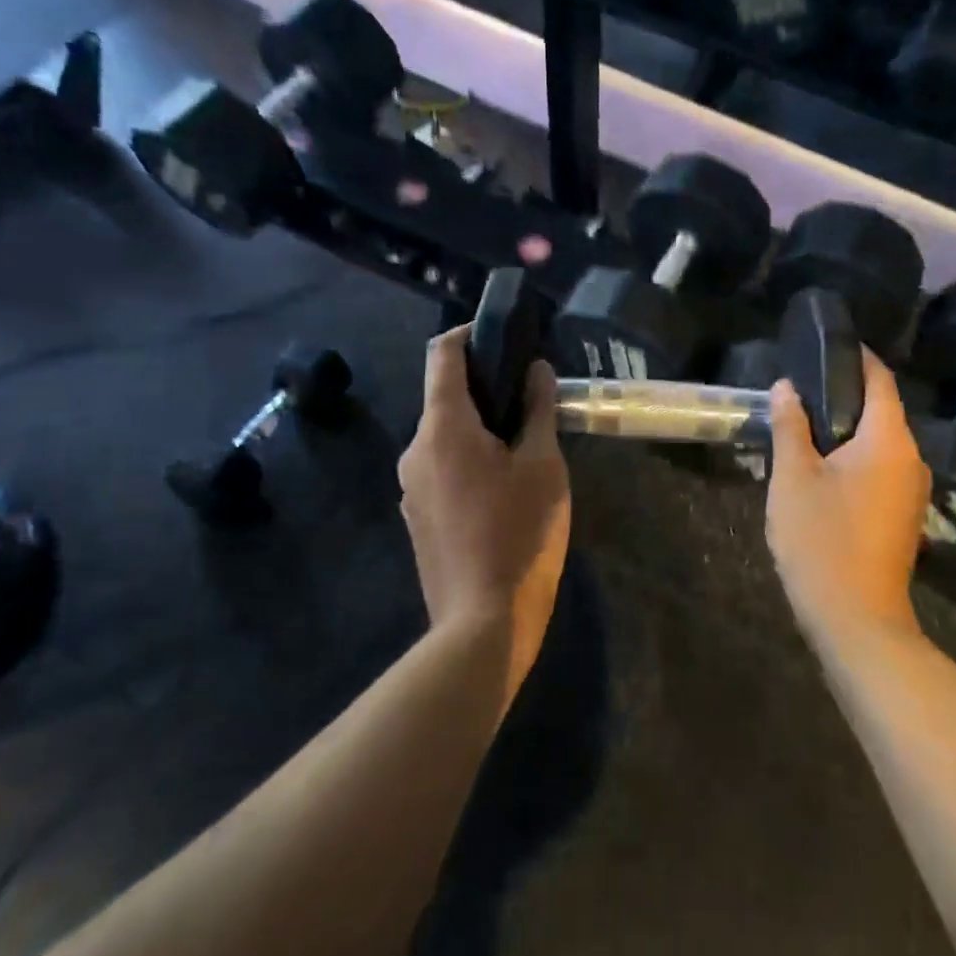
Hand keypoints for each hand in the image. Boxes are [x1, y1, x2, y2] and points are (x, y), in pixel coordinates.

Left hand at [397, 327, 570, 701]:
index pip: (442, 354)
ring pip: (445, 436)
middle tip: (531, 398)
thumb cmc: (520, 533)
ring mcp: (411, 486)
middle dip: (485, 387)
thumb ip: (538, 408)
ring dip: (480, 427)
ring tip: (525, 444)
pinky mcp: (418, 517)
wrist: (483, 622)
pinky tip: (504, 487)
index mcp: (443, 427)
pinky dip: (470, 459)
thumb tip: (536, 370)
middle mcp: (416, 449)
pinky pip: (442, 468)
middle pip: (445, 397)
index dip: (469, 333)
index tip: (502, 336)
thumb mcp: (543, 464)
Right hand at [765, 349, 929, 640]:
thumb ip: (791, 426)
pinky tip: (823, 466)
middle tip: (801, 388)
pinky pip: (880, 468)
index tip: (827, 344)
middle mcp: (911, 459)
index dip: (856, 357)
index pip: (880, 379)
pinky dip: (855, 457)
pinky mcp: (903, 515)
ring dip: (847, 429)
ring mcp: (911, 490)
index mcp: (889, 440)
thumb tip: (787, 388)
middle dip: (844, 394)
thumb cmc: (822, 540)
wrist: (856, 619)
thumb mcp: (794, 477)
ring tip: (804, 424)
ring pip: (880, 442)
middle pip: (881, 410)